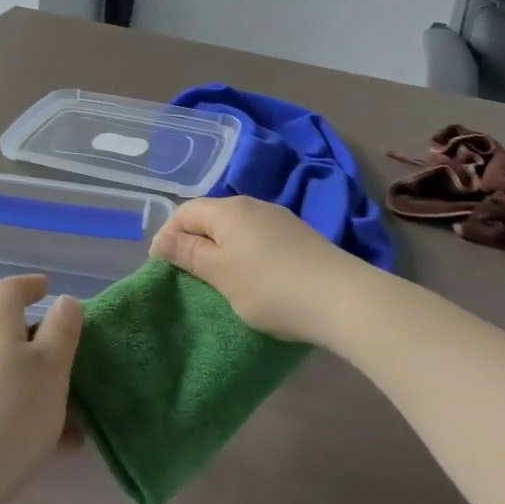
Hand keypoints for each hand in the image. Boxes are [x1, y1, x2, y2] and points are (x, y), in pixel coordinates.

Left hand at [0, 275, 82, 503]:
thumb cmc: (7, 415)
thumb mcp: (50, 368)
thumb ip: (62, 331)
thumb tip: (63, 300)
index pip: (9, 289)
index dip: (30, 285)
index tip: (49, 288)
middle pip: (6, 330)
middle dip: (40, 339)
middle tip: (72, 353)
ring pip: (6, 373)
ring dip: (39, 384)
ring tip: (76, 413)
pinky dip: (25, 413)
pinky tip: (56, 447)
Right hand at [150, 196, 364, 345]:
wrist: (342, 298)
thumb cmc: (269, 286)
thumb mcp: (220, 273)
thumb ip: (189, 254)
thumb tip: (163, 238)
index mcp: (228, 210)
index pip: (185, 211)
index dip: (168, 235)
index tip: (162, 267)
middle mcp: (253, 205)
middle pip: (212, 218)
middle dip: (195, 242)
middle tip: (189, 276)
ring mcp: (280, 220)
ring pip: (237, 229)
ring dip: (222, 250)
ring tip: (220, 280)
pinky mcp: (300, 238)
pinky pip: (260, 240)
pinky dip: (247, 255)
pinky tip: (254, 278)